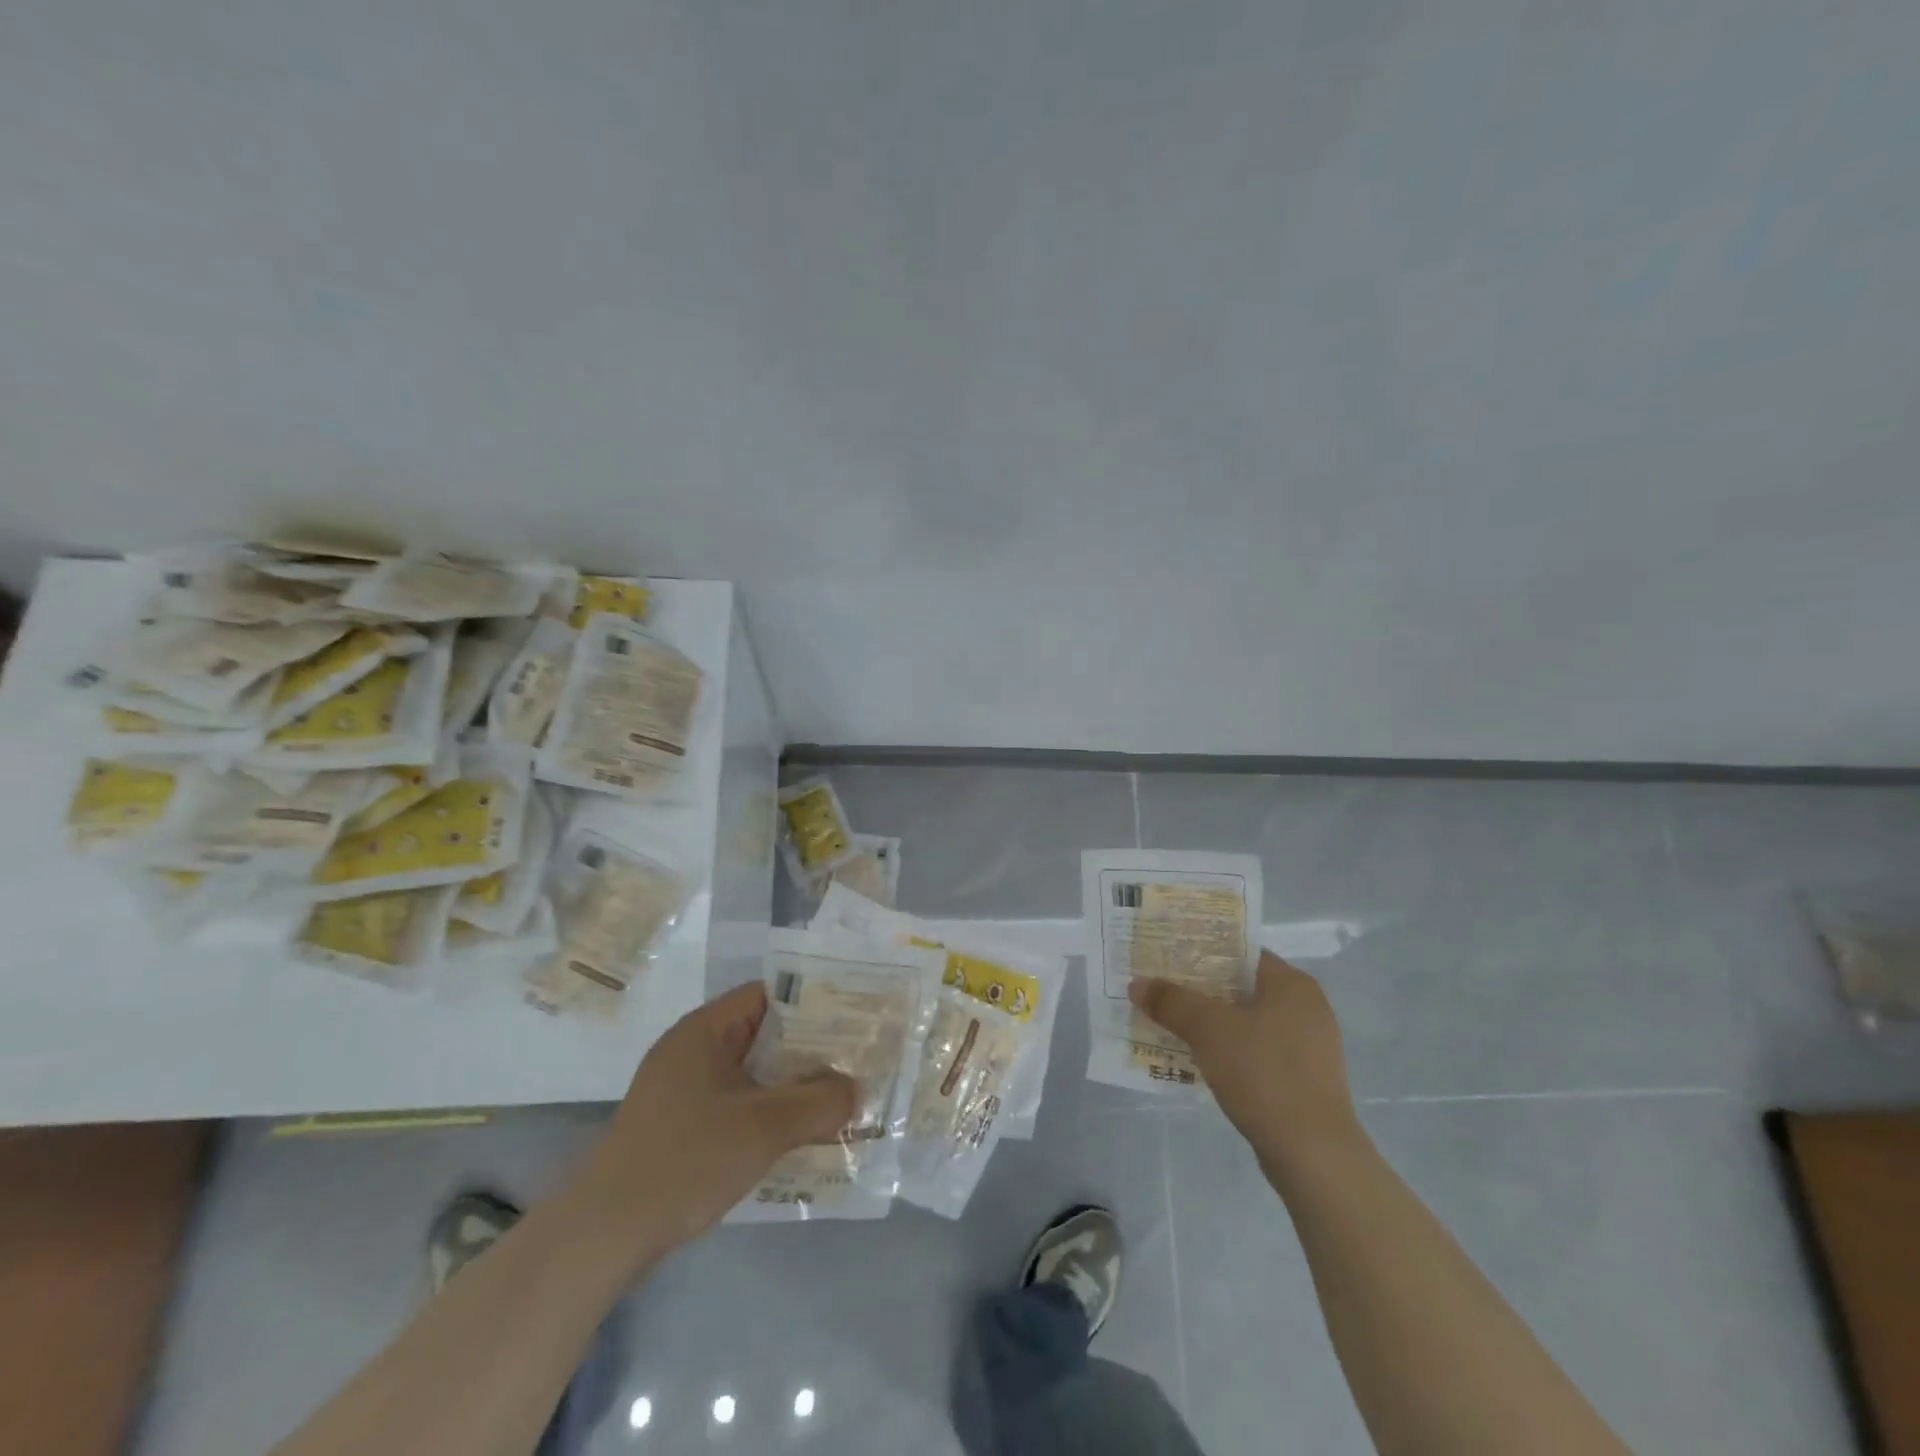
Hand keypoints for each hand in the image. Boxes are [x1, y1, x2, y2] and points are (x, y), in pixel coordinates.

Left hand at [562, 983, 857, 1264]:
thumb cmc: (685, 1160)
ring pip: (750, 1074)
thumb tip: (856, 1090)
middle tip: (854, 1063)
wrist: (603, 1235)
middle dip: (808, 1051)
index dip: (811, 1004)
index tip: (851, 1021)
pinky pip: (734, 1104)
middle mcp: (692, 1050)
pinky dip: (765, 1113)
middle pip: (762, 1035)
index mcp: (704, 1031)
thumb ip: (818, 1103)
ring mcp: (681, 1090)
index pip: (767, 996)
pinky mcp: (678, 1126)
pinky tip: (795, 1136)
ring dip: (789, 1087)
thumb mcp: (763, 1128)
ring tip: (836, 1100)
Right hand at [1130, 950, 1363, 1184]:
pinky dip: (1226, 1051)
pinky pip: (1255, 1052)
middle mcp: (1306, 1009)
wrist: (1313, 1155)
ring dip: (1210, 1023)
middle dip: (1199, 989)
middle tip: (1160, 988)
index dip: (1201, 951)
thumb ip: (1172, 1002)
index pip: (1240, 953)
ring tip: (1169, 1023)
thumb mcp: (1208, 1029)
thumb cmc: (1264, 1074)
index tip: (1166, 957)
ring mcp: (1308, 1048)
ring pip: (1246, 1022)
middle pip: (1240, 987)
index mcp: (1293, 984)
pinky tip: (1197, 1061)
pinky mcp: (1303, 1081)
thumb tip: (1138, 984)